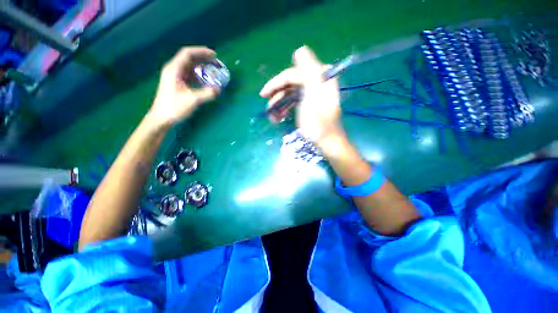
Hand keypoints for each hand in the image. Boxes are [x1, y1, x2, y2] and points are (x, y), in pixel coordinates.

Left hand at [148, 47, 219, 127]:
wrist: (161, 118)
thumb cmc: (174, 107)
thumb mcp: (193, 100)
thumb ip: (207, 94)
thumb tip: (219, 89)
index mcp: (174, 69)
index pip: (187, 53)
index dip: (201, 51)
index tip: (214, 54)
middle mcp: (173, 70)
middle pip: (188, 58)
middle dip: (203, 58)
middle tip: (215, 63)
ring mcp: (174, 77)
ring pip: (189, 66)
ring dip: (201, 67)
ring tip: (212, 70)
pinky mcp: (176, 83)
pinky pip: (188, 74)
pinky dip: (198, 75)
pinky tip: (204, 80)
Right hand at [260, 46, 343, 145]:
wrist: (327, 142)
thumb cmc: (319, 122)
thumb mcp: (314, 95)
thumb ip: (309, 72)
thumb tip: (300, 50)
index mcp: (318, 78)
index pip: (292, 75)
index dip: (276, 83)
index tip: (263, 94)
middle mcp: (316, 83)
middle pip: (290, 84)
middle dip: (277, 97)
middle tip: (267, 109)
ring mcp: (312, 95)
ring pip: (290, 95)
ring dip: (279, 105)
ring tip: (272, 118)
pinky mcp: (309, 105)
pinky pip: (294, 103)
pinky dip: (285, 109)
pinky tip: (278, 118)